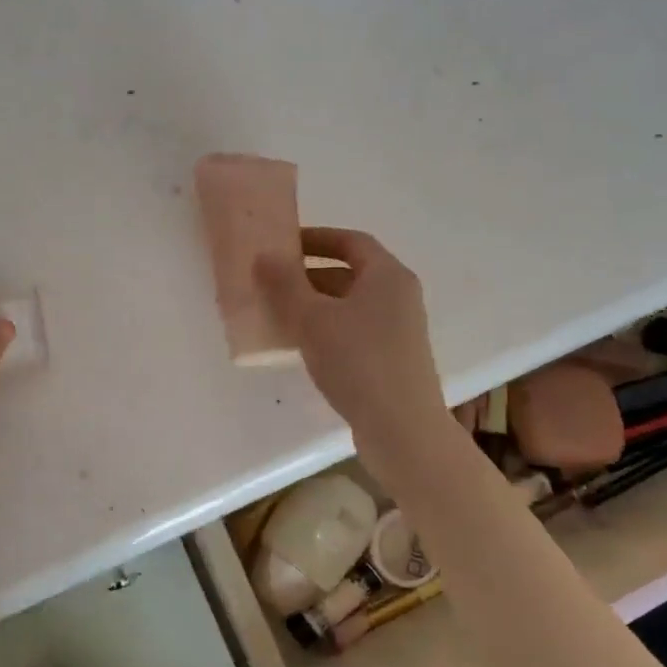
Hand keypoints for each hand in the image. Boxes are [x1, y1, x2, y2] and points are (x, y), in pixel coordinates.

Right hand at [255, 228, 454, 483]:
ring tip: (278, 315)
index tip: (284, 244)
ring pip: (350, 305)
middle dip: (309, 275)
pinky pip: (354, 331)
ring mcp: (399, 329)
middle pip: (350, 273)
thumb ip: (285, 285)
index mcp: (387, 275)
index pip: (351, 241)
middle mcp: (399, 296)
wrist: (402, 428)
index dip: (316, 238)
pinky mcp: (393, 359)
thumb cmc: (358, 362)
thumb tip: (264, 257)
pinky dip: (327, 330)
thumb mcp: (312, 319)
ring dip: (315, 305)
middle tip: (272, 283)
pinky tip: (301, 348)